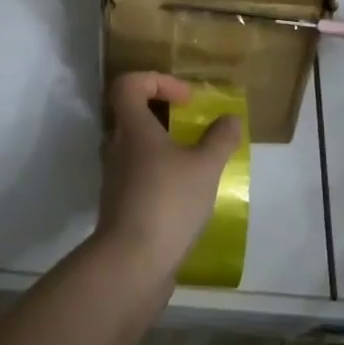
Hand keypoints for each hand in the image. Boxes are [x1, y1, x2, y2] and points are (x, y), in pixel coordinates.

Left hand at [96, 73, 242, 271]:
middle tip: (189, 125)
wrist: (131, 263)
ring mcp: (114, 177)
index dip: (156, 81)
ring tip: (192, 160)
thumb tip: (230, 118)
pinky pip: (136, 174)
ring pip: (133, 146)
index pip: (128, 84)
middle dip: (161, 113)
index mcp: (132, 128)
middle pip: (130, 114)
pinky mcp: (118, 204)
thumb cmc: (168, 202)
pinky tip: (184, 192)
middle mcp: (116, 147)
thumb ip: (219, 139)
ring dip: (160, 145)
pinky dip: (157, 172)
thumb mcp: (205, 166)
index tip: (185, 100)